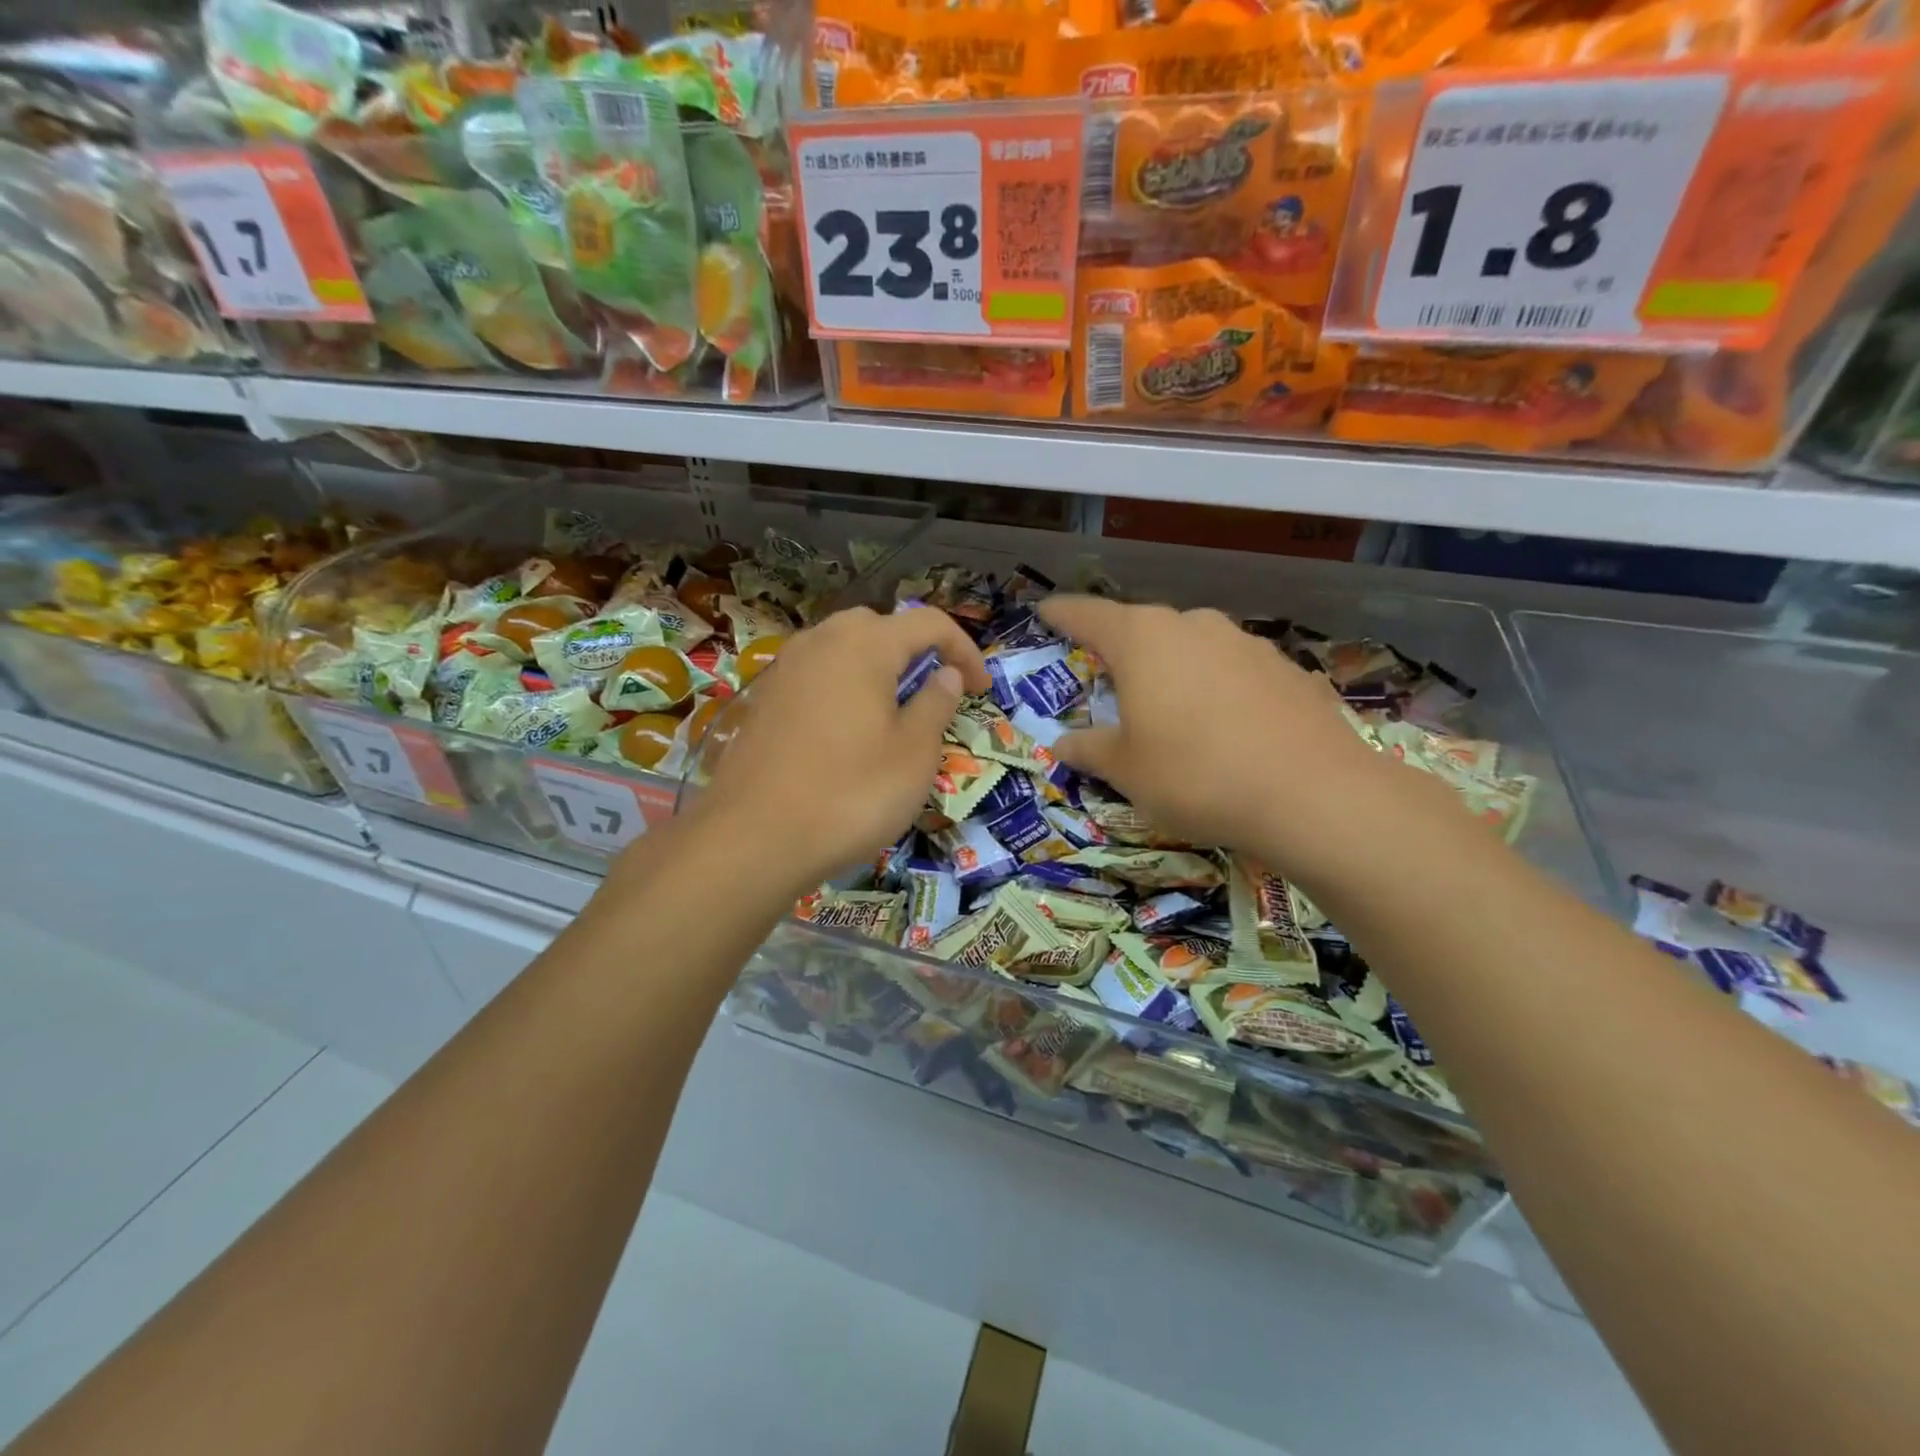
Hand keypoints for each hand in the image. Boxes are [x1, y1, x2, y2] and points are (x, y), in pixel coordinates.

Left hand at [688, 605, 989, 893]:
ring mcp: (785, 670)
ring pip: (842, 649)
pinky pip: (815, 676)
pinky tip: (846, 731)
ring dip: (876, 668)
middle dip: (915, 650)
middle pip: (880, 627)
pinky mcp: (763, 700)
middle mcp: (820, 642)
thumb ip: (936, 704)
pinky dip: (842, 688)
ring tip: (893, 710)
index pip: (929, 623)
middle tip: (934, 692)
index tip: (981, 689)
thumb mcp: (914, 754)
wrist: (752, 839)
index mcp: (864, 645)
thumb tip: (946, 674)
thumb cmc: (850, 794)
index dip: (964, 650)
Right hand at [1039, 595, 1405, 876]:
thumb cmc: (1195, 775)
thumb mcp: (1127, 770)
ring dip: (1177, 668)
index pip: (1089, 616)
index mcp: (1143, 640)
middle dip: (1124, 649)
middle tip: (1110, 677)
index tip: (1046, 611)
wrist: (1312, 794)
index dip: (1063, 614)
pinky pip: (1237, 672)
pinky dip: (1221, 689)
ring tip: (1174, 707)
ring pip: (1195, 646)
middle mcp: (1194, 627)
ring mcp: (1247, 644)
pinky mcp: (1288, 670)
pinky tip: (1229, 726)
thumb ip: (1090, 749)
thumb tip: (1063, 743)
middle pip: (1145, 628)